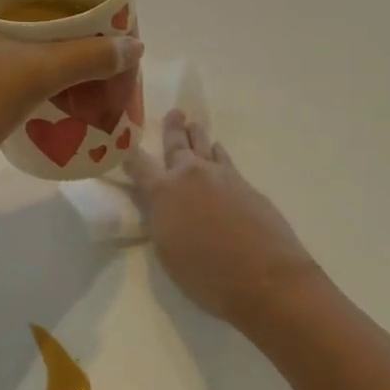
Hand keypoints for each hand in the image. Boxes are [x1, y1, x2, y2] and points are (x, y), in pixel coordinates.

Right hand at [128, 111, 318, 326]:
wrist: (264, 277)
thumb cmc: (207, 275)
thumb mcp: (168, 253)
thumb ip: (162, 222)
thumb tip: (164, 208)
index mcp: (164, 193)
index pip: (139, 165)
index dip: (129, 154)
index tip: (124, 143)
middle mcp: (190, 175)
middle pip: (177, 145)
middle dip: (172, 129)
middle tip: (174, 112)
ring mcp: (221, 176)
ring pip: (205, 147)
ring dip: (197, 136)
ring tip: (194, 125)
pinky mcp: (245, 184)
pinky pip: (225, 160)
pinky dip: (218, 153)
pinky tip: (218, 151)